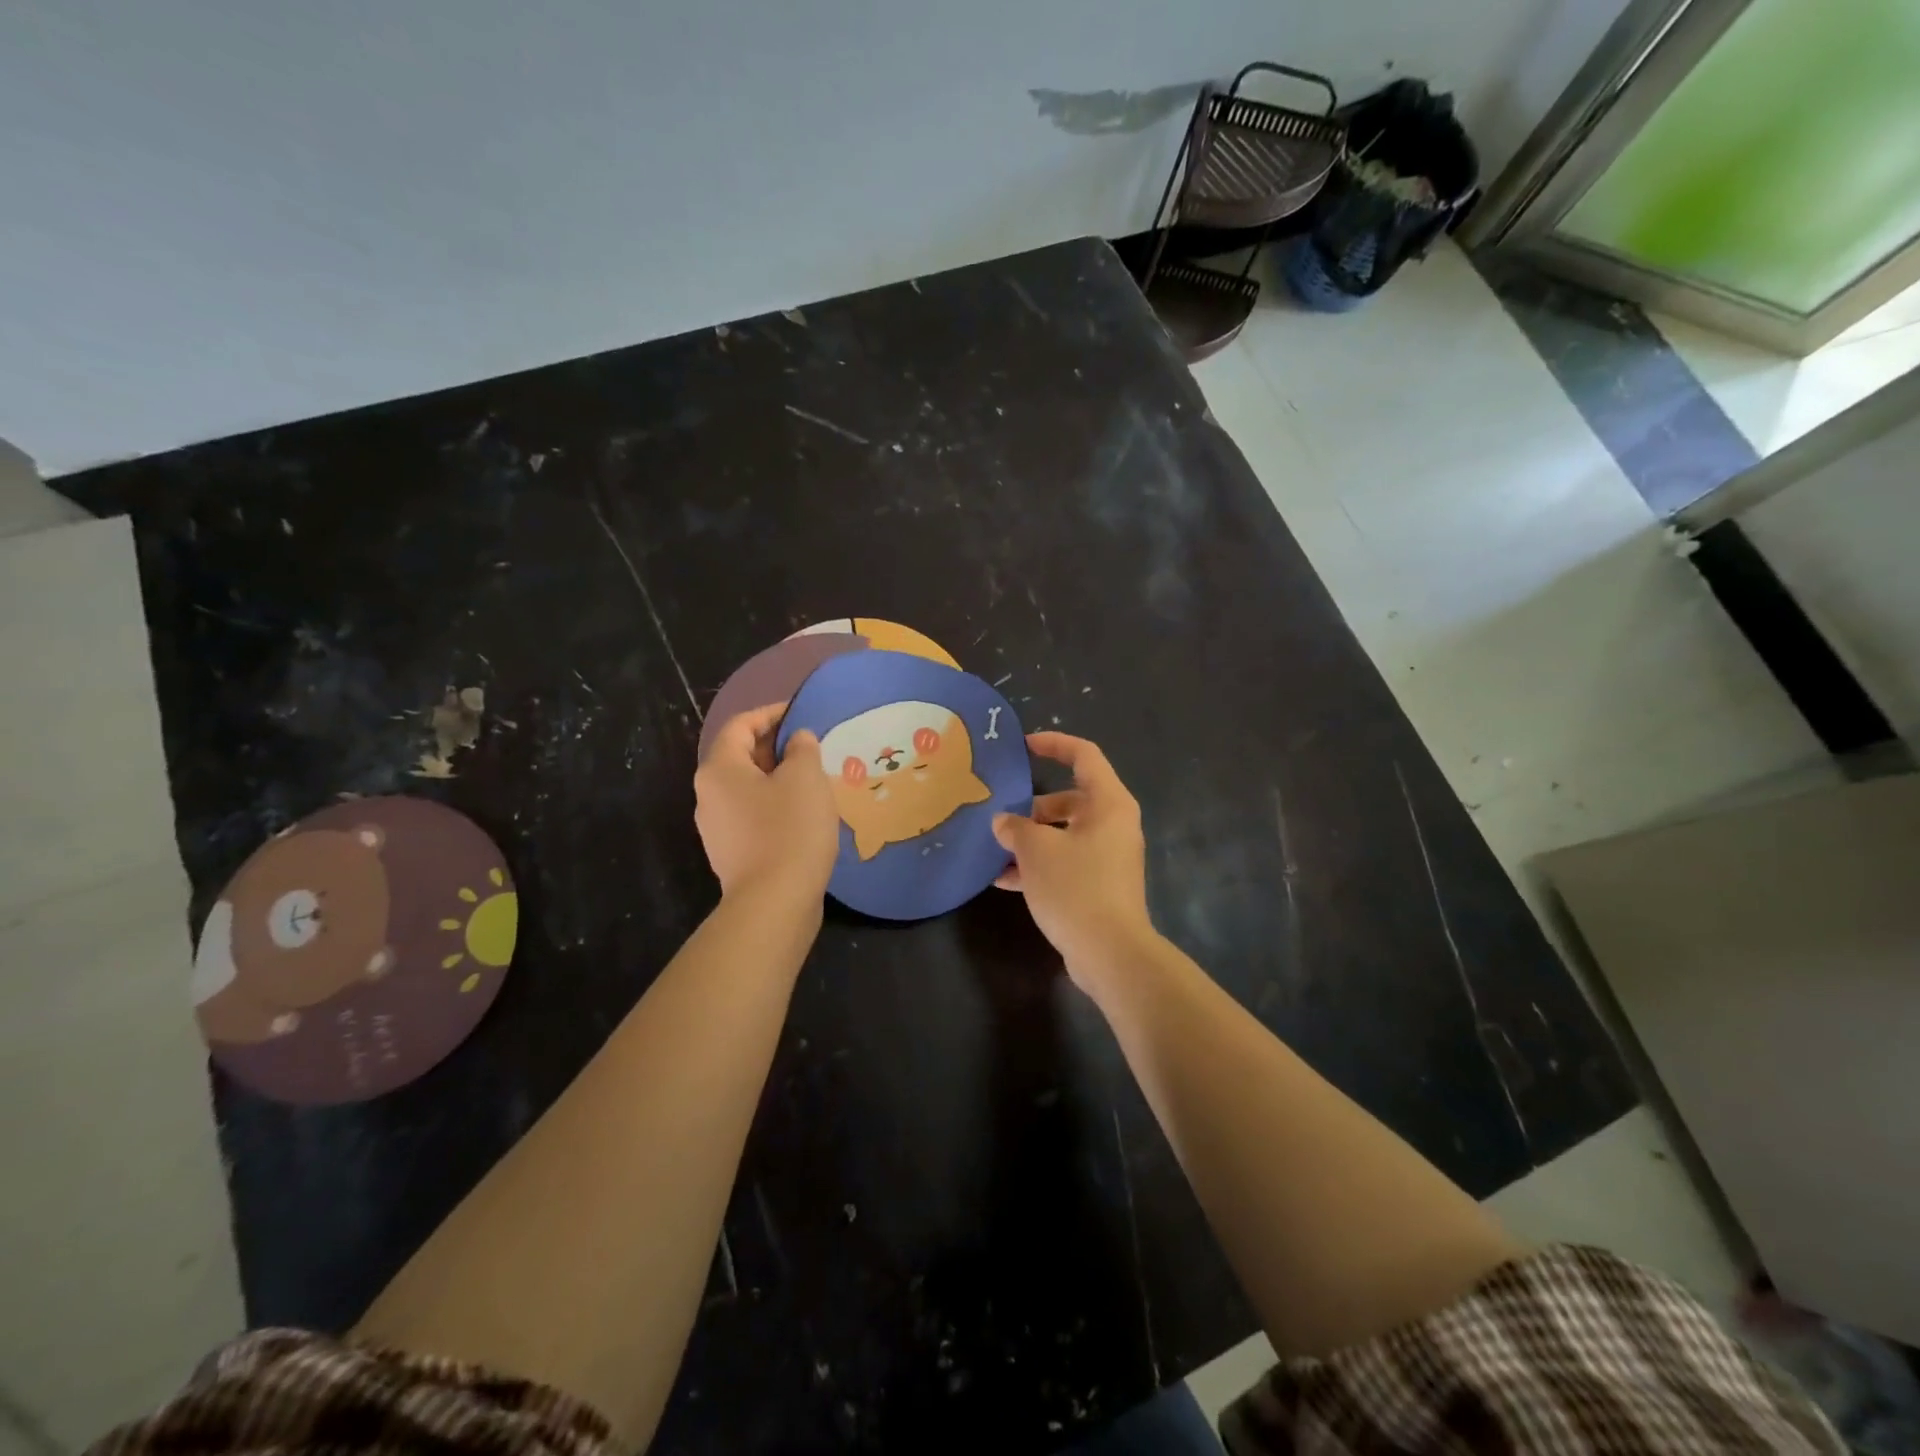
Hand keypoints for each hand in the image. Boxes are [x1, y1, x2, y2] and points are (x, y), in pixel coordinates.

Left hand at [694, 704, 839, 903]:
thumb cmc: (790, 829)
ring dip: (778, 777)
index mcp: (719, 769)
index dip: (770, 713)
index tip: (800, 712)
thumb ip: (802, 748)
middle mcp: (709, 795)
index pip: (740, 725)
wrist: (775, 903)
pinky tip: (804, 814)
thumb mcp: (805, 777)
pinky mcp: (733, 854)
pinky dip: (776, 805)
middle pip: (741, 756)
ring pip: (748, 788)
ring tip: (813, 778)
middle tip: (812, 745)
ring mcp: (717, 829)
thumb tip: (797, 740)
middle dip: (776, 746)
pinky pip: (753, 816)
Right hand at [992, 733, 1155, 981]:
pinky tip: (1005, 881)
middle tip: (1002, 818)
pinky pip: (1067, 861)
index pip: (1084, 755)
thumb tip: (1004, 822)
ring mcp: (1109, 856)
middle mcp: (1114, 824)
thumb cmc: (1076, 887)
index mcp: (1108, 803)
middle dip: (1032, 807)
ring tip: (996, 852)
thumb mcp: (1036, 851)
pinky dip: (1040, 865)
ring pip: (1065, 834)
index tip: (1024, 745)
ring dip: (1031, 840)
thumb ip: (1015, 827)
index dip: (1054, 744)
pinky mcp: (1101, 884)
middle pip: (1070, 799)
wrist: (1110, 953)